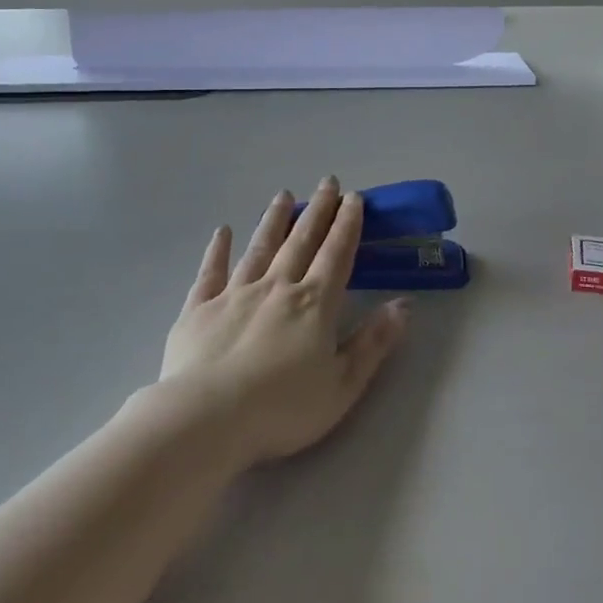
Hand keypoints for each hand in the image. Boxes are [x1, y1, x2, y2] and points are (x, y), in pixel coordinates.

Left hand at [160, 179, 405, 465]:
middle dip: (318, 210)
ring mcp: (235, 294)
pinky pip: (210, 272)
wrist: (206, 420)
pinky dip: (217, 250)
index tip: (354, 198)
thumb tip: (403, 305)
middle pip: (301, 241)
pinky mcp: (199, 309)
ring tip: (284, 195)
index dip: (347, 225)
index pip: (336, 254)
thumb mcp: (342, 385)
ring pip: (260, 248)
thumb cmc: (282, 409)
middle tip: (326, 182)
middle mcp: (276, 287)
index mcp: (313, 304)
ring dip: (274, 220)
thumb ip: (373, 343)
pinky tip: (221, 232)